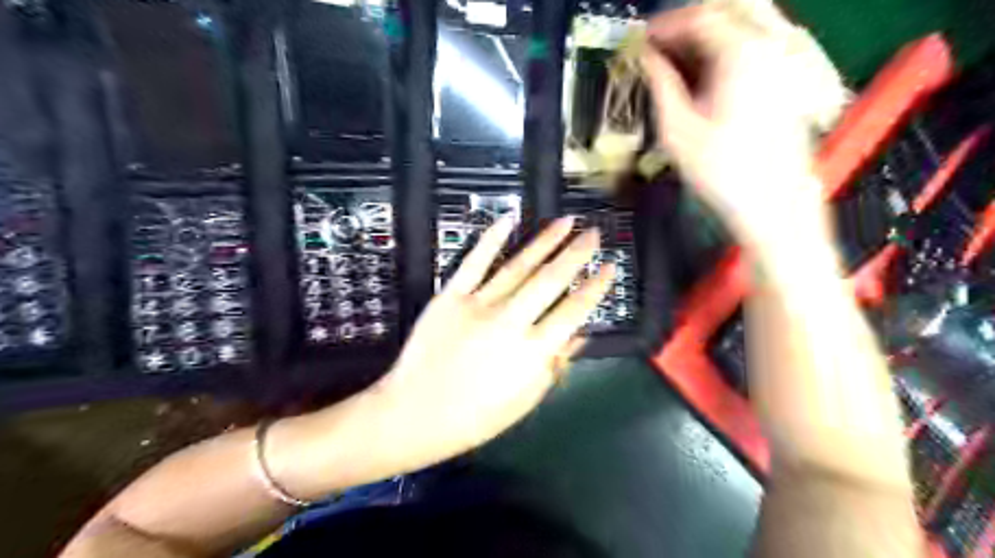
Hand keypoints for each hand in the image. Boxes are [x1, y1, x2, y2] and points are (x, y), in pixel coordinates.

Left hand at [369, 216, 609, 467]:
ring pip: (519, 264)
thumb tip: (579, 335)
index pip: (574, 311)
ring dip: (545, 240)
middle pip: (551, 279)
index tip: (610, 267)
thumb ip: (555, 365)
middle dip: (577, 253)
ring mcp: (478, 304)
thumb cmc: (476, 416)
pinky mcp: (450, 295)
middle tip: (593, 232)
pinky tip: (509, 218)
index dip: (596, 287)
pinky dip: (491, 237)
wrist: (415, 412)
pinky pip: (474, 261)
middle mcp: (510, 321)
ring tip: (566, 221)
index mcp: (532, 351)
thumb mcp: (525, 400)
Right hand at [641, 3, 827, 246]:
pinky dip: (728, 46)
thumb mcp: (677, 130)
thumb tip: (646, 59)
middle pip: (728, 8)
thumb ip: (660, 85)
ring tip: (678, 57)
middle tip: (659, 44)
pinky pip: (758, 41)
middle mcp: (771, 44)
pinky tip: (707, 71)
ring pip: (746, 21)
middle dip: (688, 21)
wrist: (772, 202)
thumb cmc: (722, 171)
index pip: (698, 17)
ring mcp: (787, 58)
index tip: (640, 41)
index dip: (663, 27)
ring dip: (709, 32)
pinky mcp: (791, 76)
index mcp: (741, 53)